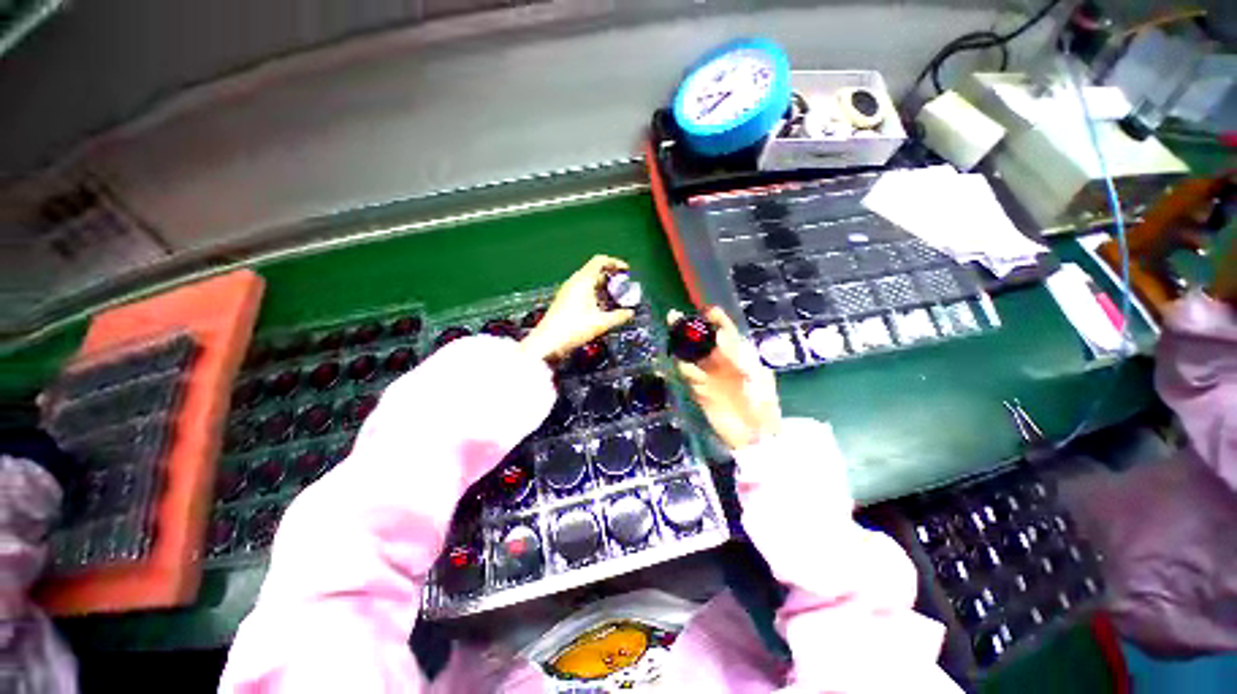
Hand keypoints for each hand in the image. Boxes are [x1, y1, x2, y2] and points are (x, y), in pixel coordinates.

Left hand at [521, 255, 635, 360]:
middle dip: (611, 277)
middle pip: (595, 271)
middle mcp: (574, 282)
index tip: (626, 271)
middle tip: (623, 287)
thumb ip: (619, 316)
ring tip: (615, 299)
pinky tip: (601, 308)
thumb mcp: (601, 323)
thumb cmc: (574, 328)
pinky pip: (582, 290)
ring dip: (603, 287)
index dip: (615, 263)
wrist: (549, 342)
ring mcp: (568, 291)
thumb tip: (630, 313)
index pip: (600, 261)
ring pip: (588, 282)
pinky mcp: (564, 301)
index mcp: (583, 280)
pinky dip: (594, 294)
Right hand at [671, 306, 781, 449]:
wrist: (755, 435)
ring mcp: (708, 375)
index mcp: (739, 355)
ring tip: (674, 342)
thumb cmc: (763, 403)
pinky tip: (680, 367)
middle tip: (673, 317)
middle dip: (688, 328)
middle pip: (701, 340)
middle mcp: (720, 361)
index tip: (705, 311)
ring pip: (690, 355)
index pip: (725, 330)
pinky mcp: (699, 390)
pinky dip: (682, 369)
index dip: (715, 319)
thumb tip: (723, 338)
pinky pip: (687, 376)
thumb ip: (741, 358)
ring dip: (681, 347)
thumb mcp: (758, 376)